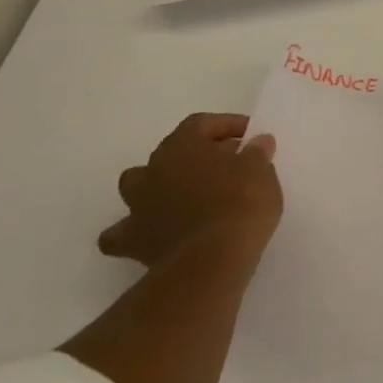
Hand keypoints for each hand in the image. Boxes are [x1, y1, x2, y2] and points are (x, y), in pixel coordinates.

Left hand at [99, 113, 281, 270]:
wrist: (213, 259)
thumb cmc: (240, 203)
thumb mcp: (260, 170)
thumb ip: (256, 152)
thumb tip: (258, 142)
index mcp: (182, 146)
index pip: (200, 123)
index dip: (226, 125)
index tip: (250, 136)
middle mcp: (153, 170)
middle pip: (170, 152)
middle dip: (197, 155)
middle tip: (227, 165)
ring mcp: (138, 206)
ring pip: (137, 186)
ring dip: (158, 186)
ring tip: (186, 196)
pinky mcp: (134, 242)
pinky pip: (122, 234)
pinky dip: (133, 231)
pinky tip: (151, 235)